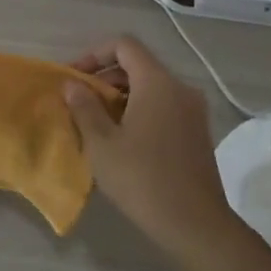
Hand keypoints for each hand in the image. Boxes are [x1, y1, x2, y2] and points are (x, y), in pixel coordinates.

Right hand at [63, 36, 242, 261]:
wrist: (195, 224)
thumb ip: (84, 108)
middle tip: (80, 102)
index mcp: (157, 82)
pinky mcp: (198, 131)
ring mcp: (194, 110)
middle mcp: (180, 88)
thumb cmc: (142, 179)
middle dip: (105, 78)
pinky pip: (165, 105)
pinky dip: (141, 110)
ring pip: (152, 87)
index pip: (124, 45)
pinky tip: (124, 140)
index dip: (94, 54)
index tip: (74, 78)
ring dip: (122, 96)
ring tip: (98, 123)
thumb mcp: (102, 144)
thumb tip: (72, 85)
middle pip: (138, 65)